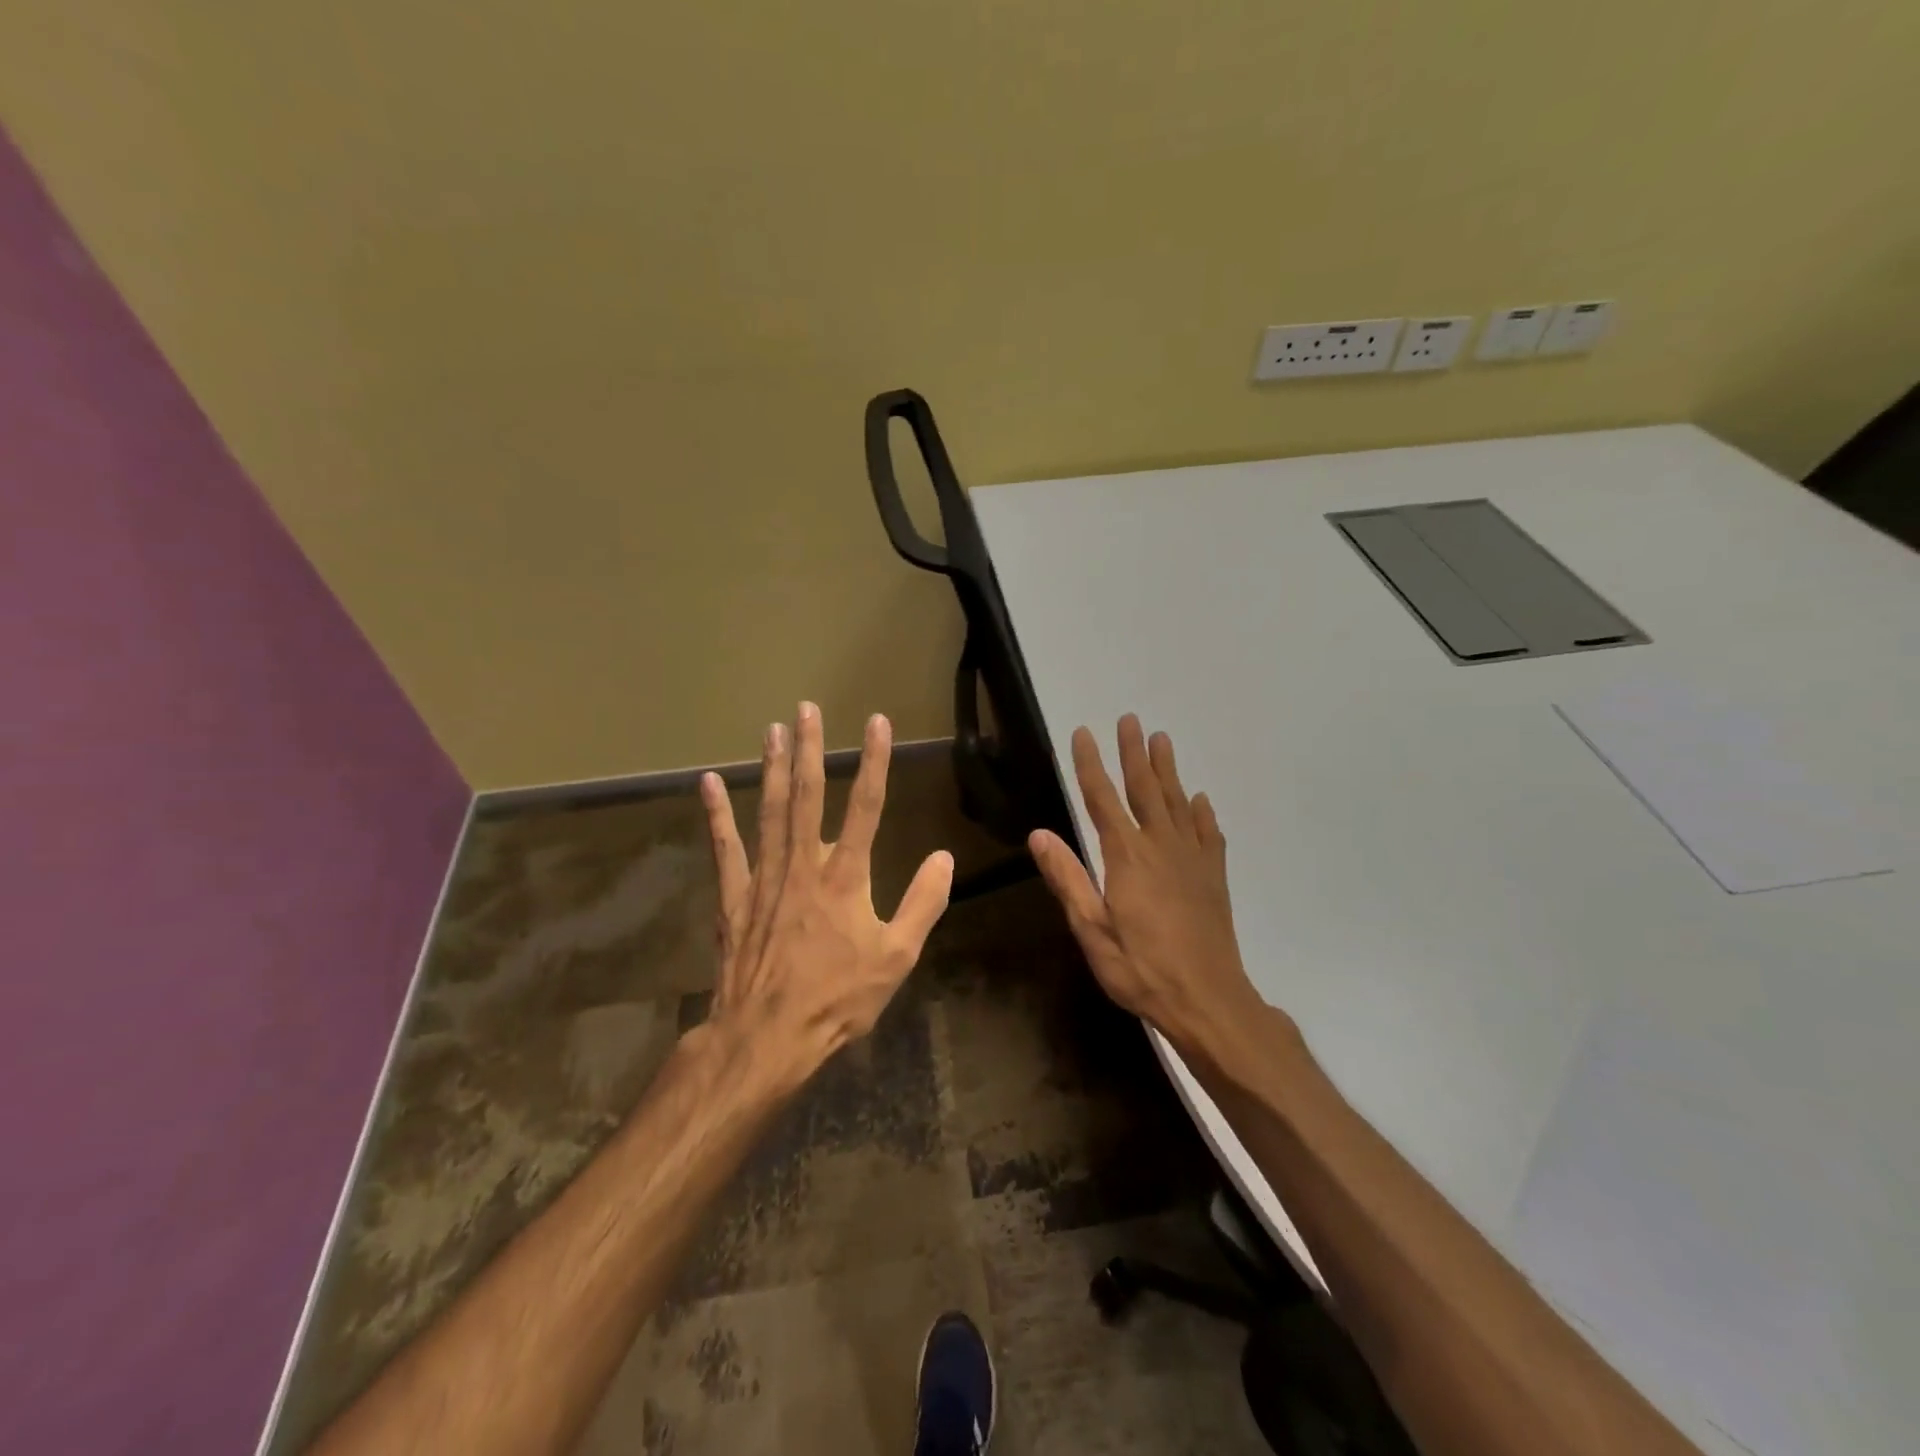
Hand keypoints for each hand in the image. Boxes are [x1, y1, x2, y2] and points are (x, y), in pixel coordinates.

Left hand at [698, 703, 954, 1083]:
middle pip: (809, 796)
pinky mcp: (735, 896)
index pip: (867, 807)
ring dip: (773, 768)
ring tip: (772, 729)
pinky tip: (710, 783)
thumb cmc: (837, 999)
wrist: (766, 1036)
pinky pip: (725, 847)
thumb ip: (923, 904)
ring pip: (770, 811)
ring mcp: (765, 877)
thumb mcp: (896, 958)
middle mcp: (805, 864)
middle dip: (810, 749)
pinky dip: (717, 814)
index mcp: (847, 877)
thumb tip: (944, 857)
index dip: (875, 762)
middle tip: (806, 709)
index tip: (877, 722)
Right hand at [1028, 715, 1284, 1056]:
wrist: (1208, 999)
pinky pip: (1208, 833)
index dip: (1091, 765)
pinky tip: (1199, 799)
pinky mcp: (1213, 876)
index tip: (1084, 733)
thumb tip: (1039, 834)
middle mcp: (1161, 846)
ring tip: (1162, 739)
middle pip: (1145, 789)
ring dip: (1167, 770)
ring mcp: (1192, 859)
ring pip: (1177, 802)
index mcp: (1126, 857)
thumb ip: (1068, 879)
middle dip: (1134, 753)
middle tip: (1131, 719)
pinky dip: (1201, 812)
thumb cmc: (1141, 968)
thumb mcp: (1092, 930)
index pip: (1102, 799)